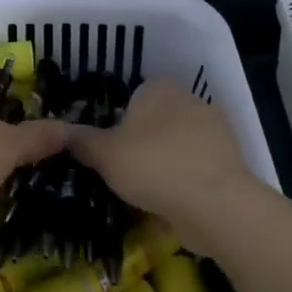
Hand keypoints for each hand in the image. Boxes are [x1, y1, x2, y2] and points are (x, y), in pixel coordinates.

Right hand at [67, 80, 262, 245]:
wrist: (215, 203)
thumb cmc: (152, 165)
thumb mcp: (104, 154)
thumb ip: (82, 141)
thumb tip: (61, 132)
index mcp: (159, 87)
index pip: (133, 96)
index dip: (118, 122)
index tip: (108, 149)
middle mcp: (189, 99)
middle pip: (156, 121)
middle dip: (142, 143)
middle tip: (122, 172)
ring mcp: (215, 130)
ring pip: (178, 145)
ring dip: (164, 165)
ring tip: (144, 194)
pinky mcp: (230, 161)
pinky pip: (196, 168)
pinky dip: (184, 183)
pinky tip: (170, 204)